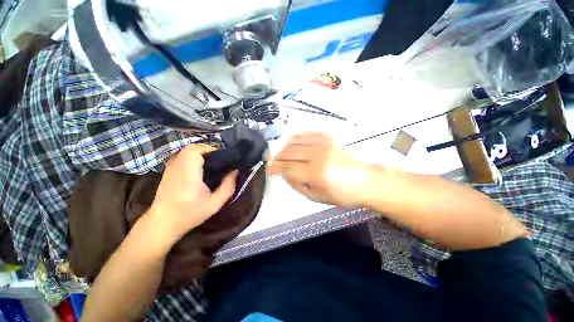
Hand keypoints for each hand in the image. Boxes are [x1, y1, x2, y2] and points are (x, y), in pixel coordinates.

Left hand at [145, 144, 236, 250]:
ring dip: (200, 152)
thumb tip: (235, 171)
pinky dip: (192, 156)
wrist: (162, 223)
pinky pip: (181, 156)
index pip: (196, 151)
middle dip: (207, 150)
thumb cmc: (189, 215)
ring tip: (211, 163)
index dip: (211, 150)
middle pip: (191, 147)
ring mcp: (170, 168)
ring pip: (185, 150)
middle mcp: (177, 168)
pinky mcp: (168, 170)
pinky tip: (199, 167)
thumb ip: (228, 186)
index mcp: (188, 175)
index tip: (222, 158)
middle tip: (218, 160)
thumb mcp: (214, 204)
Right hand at [269, 132, 369, 207]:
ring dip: (284, 147)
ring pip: (295, 141)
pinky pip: (307, 133)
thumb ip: (297, 184)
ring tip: (282, 154)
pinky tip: (293, 142)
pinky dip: (296, 137)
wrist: (364, 180)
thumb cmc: (341, 194)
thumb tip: (283, 173)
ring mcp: (324, 144)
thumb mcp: (317, 197)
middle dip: (277, 157)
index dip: (274, 168)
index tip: (267, 170)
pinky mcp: (329, 138)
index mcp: (317, 173)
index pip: (288, 167)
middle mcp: (319, 155)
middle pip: (289, 152)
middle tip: (272, 162)